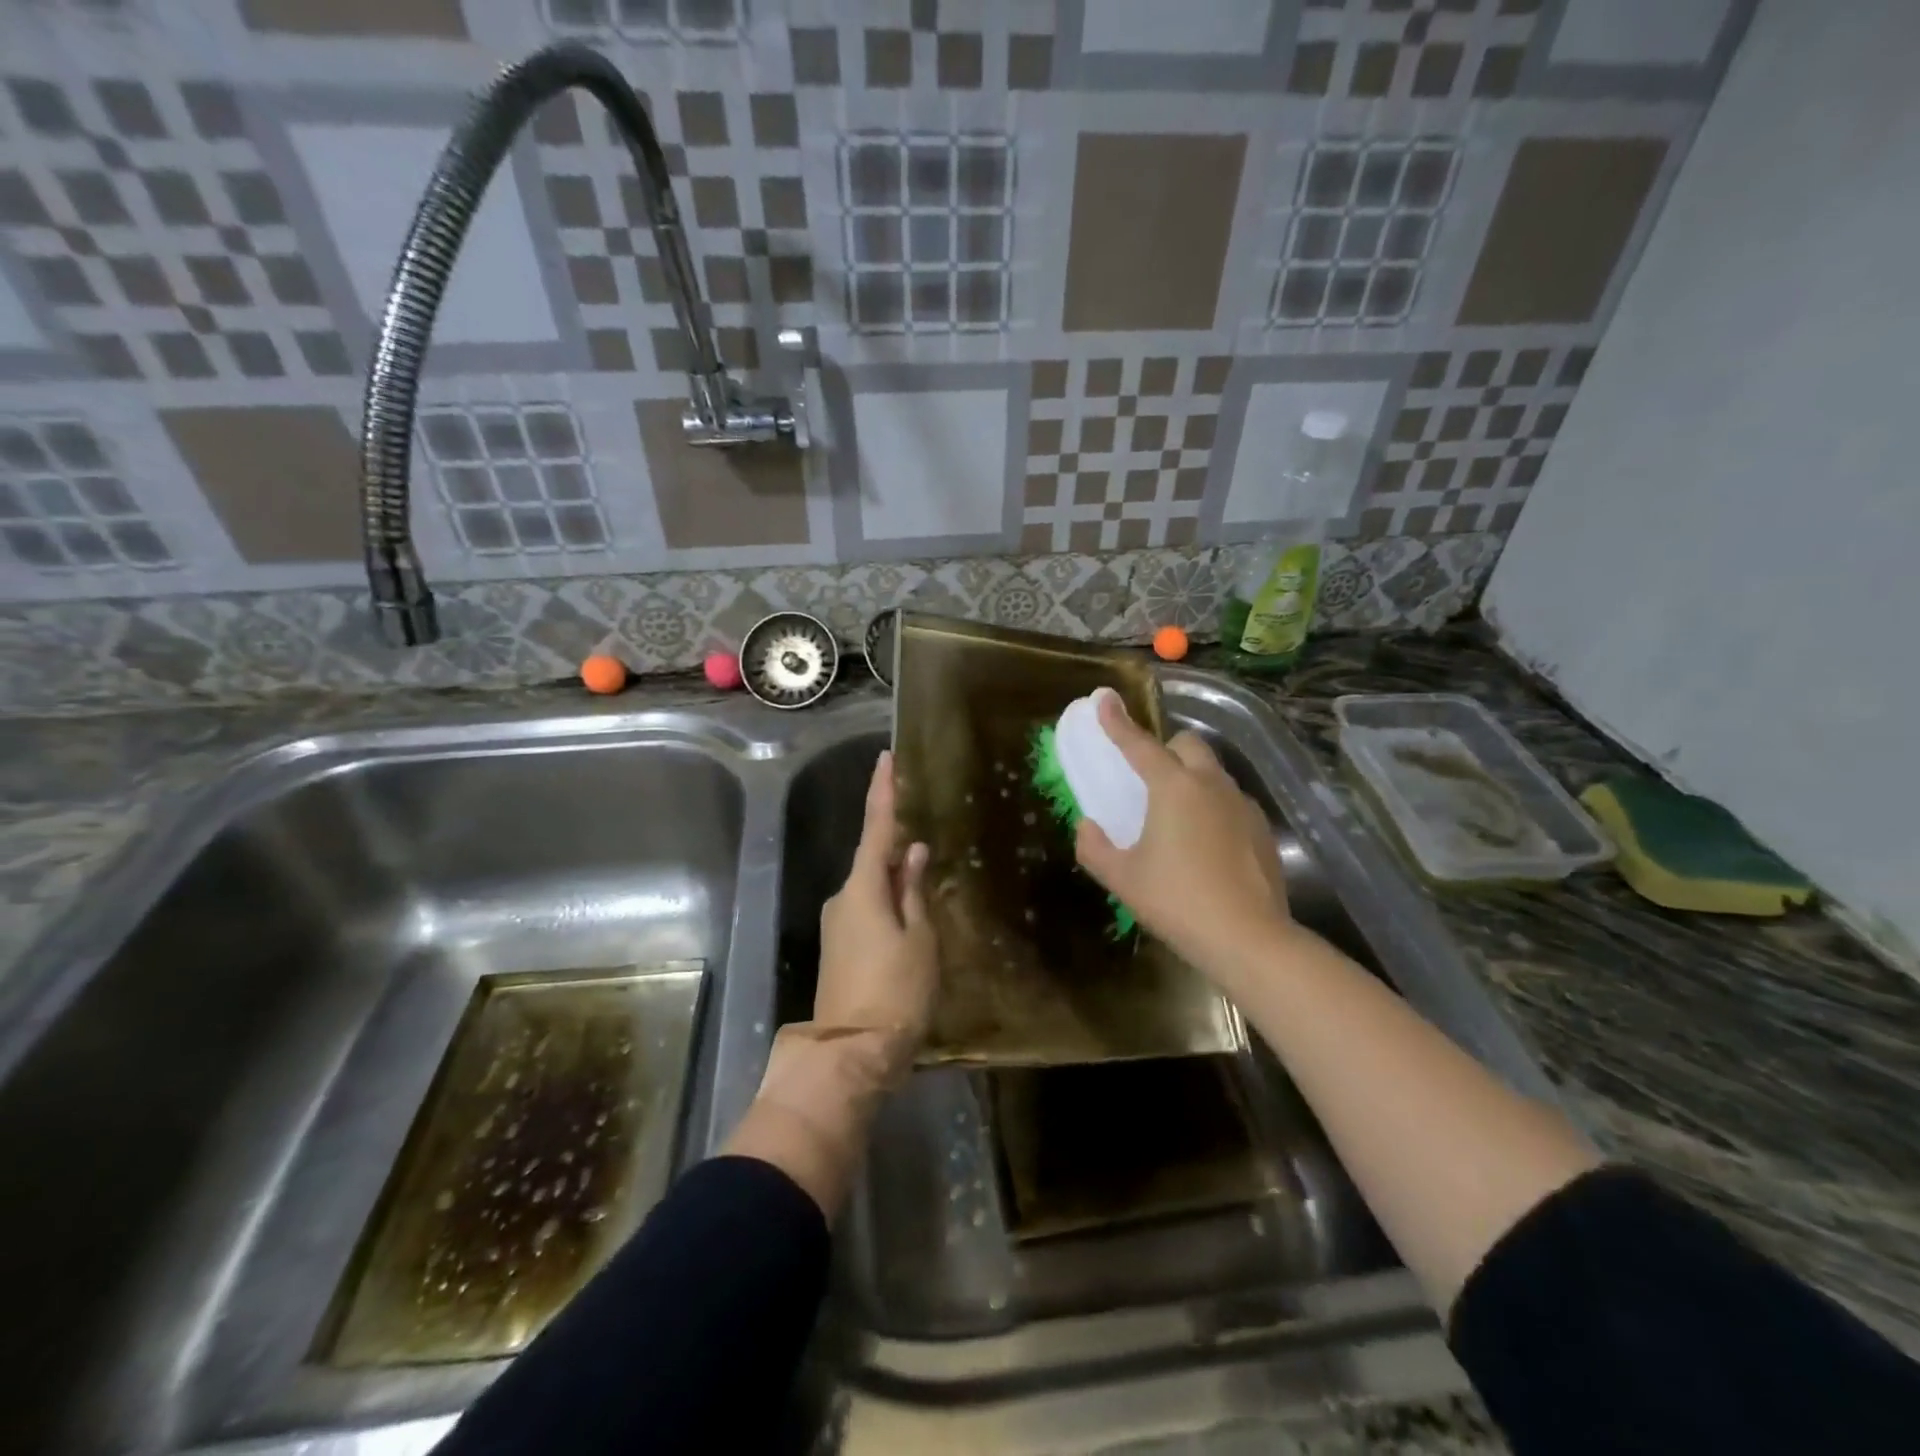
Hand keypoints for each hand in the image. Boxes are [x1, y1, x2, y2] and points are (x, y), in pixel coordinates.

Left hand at [814, 750, 937, 1084]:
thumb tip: (914, 853)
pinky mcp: (839, 947)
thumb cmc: (897, 991)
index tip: (887, 758)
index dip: (883, 791)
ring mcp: (837, 924)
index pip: (877, 828)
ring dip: (896, 881)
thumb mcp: (920, 939)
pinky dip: (888, 903)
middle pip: (874, 860)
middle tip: (927, 841)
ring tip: (928, 886)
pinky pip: (867, 910)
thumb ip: (915, 892)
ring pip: (872, 888)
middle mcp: (842, 898)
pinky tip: (910, 916)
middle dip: (898, 848)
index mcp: (863, 888)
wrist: (852, 1053)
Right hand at [1074, 691, 1294, 981]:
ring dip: (1192, 779)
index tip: (1104, 698)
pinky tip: (1207, 844)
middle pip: (1188, 744)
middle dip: (1166, 749)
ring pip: (1213, 772)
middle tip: (1149, 778)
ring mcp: (1242, 805)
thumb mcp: (1122, 878)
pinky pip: (1231, 802)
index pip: (1139, 744)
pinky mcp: (1261, 829)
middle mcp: (1210, 785)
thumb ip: (1094, 847)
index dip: (1117, 721)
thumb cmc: (1176, 901)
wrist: (1248, 938)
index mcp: (1173, 788)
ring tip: (1177, 817)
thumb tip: (1087, 826)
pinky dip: (1213, 807)